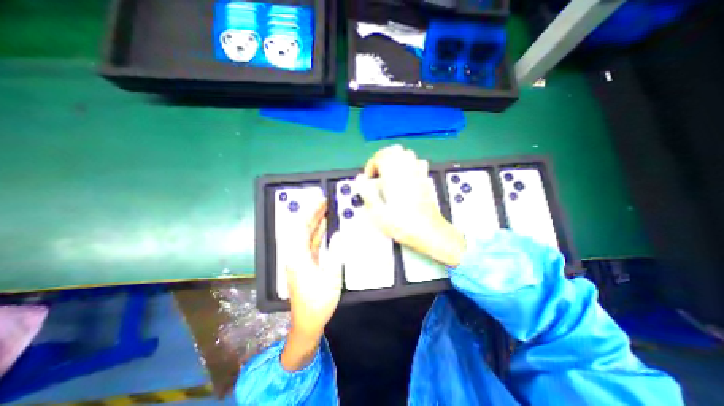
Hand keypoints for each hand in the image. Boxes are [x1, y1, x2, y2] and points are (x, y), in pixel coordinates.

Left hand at [279, 201, 342, 368]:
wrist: (307, 323)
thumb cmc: (318, 302)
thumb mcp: (331, 278)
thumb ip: (335, 254)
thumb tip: (338, 235)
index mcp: (298, 257)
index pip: (301, 228)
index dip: (310, 213)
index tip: (320, 202)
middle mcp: (296, 255)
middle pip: (302, 229)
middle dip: (312, 214)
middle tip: (325, 202)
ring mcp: (300, 260)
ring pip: (306, 236)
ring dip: (315, 222)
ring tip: (326, 210)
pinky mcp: (305, 264)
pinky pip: (310, 243)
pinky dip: (317, 233)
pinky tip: (325, 228)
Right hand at [359, 144, 465, 267]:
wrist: (428, 232)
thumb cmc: (403, 225)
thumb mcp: (378, 213)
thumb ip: (367, 194)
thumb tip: (359, 180)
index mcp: (394, 178)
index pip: (381, 156)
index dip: (371, 165)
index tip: (369, 178)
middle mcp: (407, 171)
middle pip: (394, 150)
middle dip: (382, 158)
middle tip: (377, 172)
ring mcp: (419, 174)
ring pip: (407, 153)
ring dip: (395, 159)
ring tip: (389, 172)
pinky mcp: (425, 180)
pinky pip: (418, 162)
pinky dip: (409, 163)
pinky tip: (405, 175)